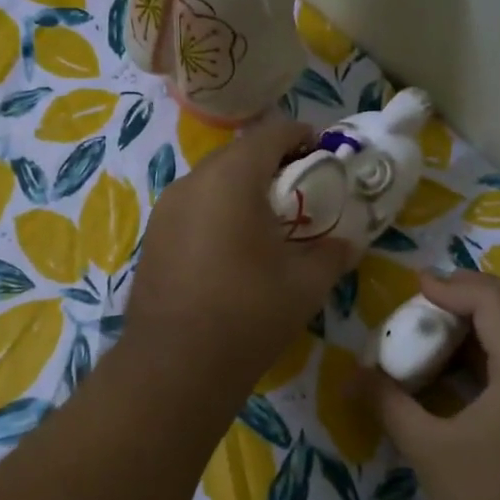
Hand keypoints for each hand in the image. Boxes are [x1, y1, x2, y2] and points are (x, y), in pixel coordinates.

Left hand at [125, 117, 357, 392]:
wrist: (176, 364)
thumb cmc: (249, 314)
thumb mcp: (305, 284)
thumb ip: (332, 253)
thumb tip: (346, 243)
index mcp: (231, 179)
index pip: (270, 134)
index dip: (301, 136)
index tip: (322, 150)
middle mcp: (191, 183)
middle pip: (236, 154)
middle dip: (270, 162)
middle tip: (299, 187)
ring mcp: (165, 211)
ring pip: (210, 182)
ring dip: (240, 188)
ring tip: (267, 219)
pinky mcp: (152, 239)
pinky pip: (192, 209)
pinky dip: (217, 212)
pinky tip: (232, 246)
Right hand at [371, 269, 499, 499]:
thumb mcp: (428, 449)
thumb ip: (389, 403)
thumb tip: (352, 376)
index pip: (495, 302)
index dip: (453, 288)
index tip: (414, 288)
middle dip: (480, 292)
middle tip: (435, 297)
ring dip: (497, 317)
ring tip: (448, 324)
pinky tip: (468, 366)